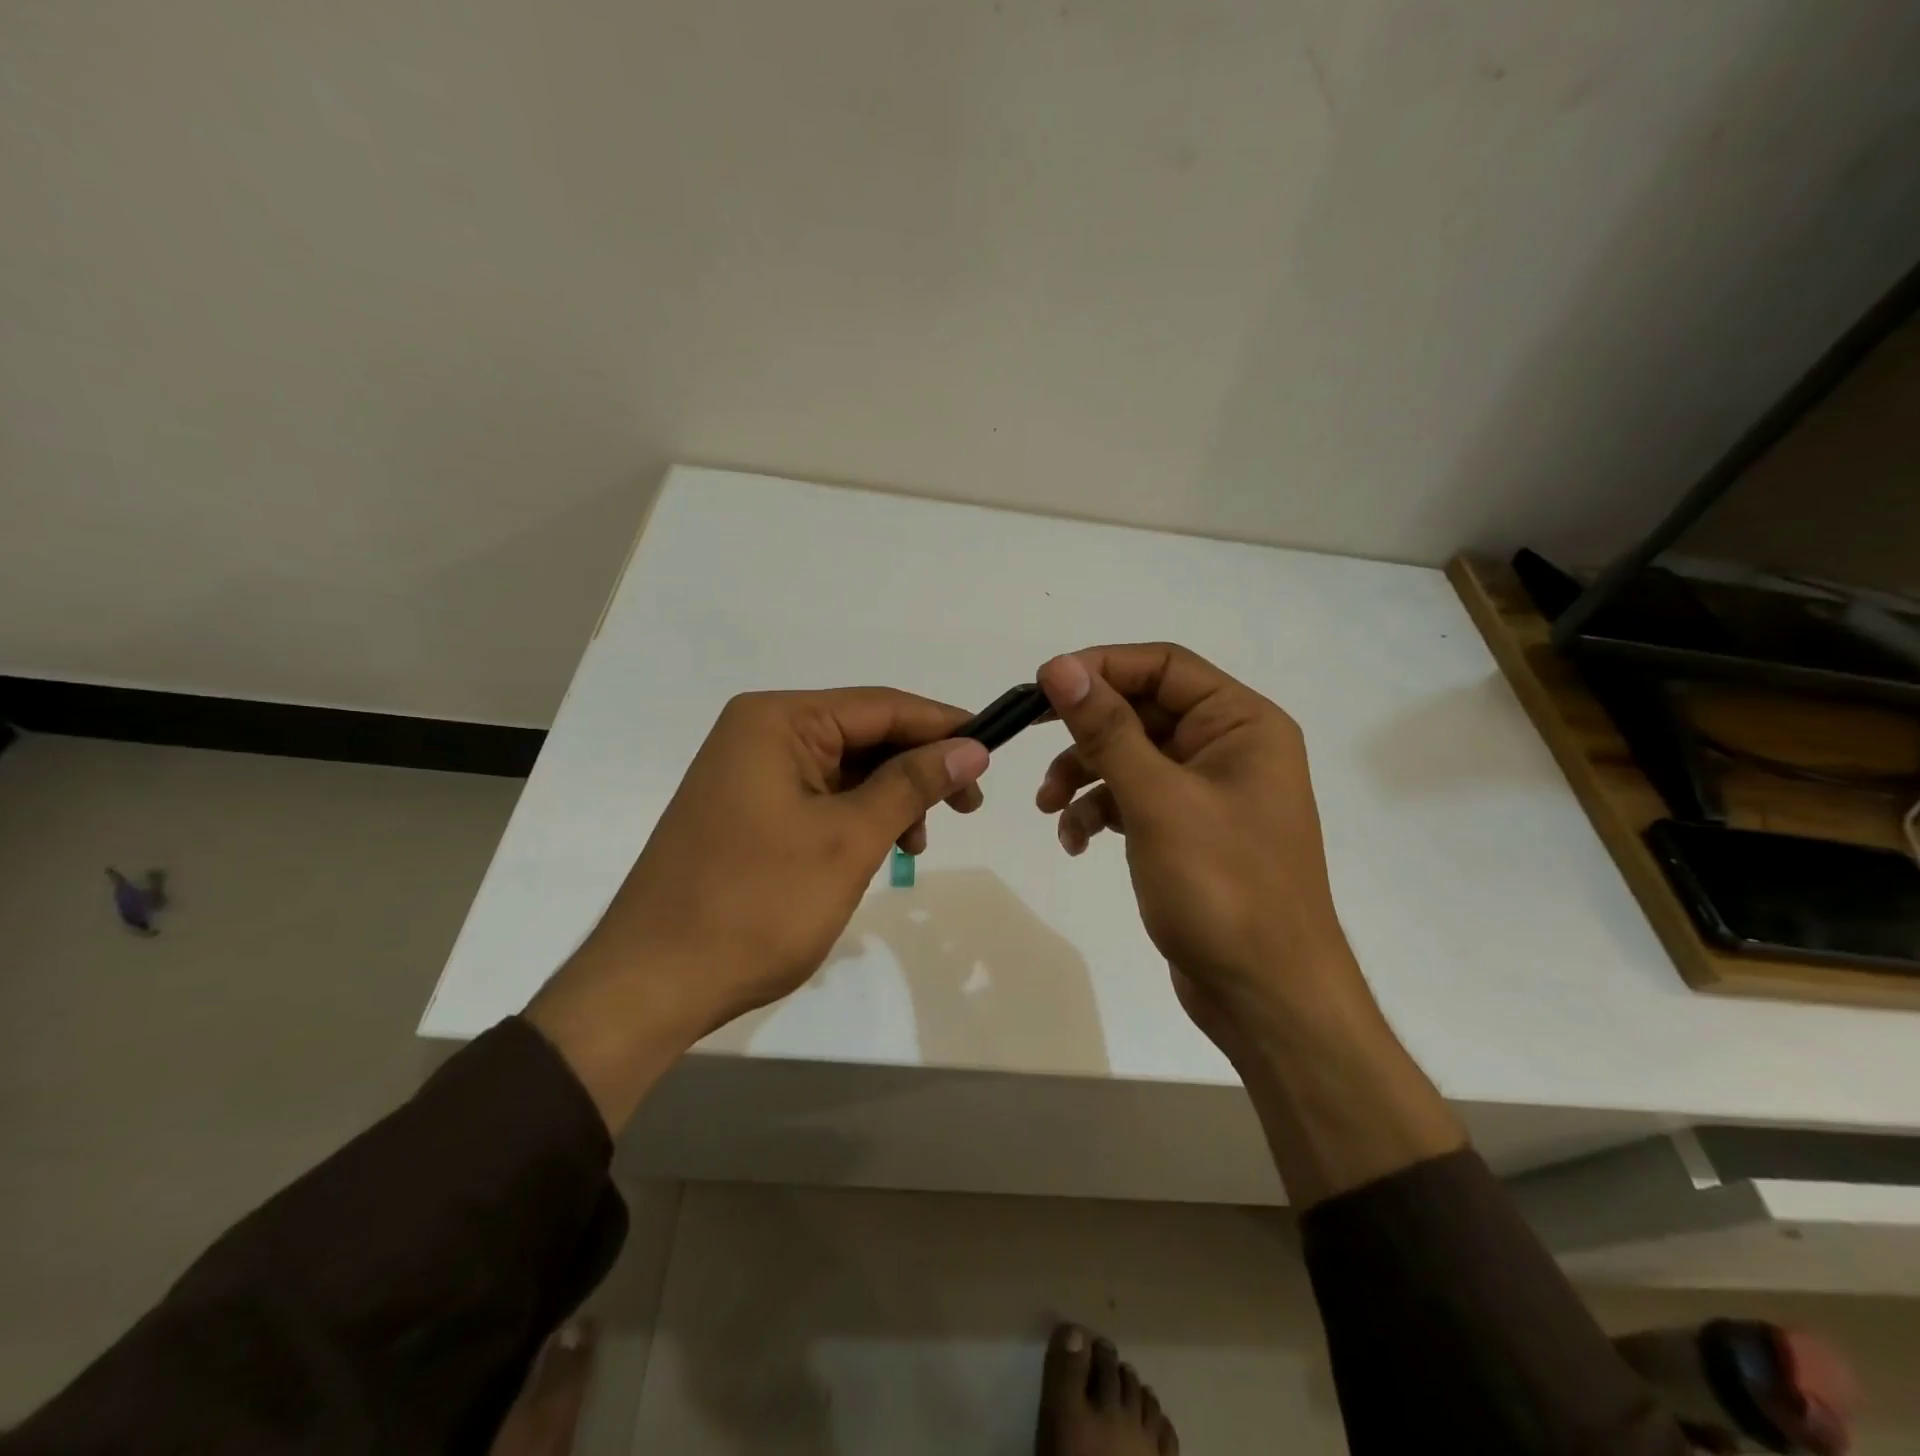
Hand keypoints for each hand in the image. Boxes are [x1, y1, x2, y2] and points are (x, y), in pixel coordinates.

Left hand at [530, 688, 988, 1127]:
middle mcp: (759, 733)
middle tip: (968, 807)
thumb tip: (971, 747)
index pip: (881, 706)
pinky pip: (819, 798)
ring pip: (845, 769)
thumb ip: (912, 784)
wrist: (654, 983)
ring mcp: (748, 773)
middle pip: (863, 735)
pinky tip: (882, 851)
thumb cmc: (756, 904)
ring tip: (918, 845)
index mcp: (777, 720)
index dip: (943, 726)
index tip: (995, 749)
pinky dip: (858, 818)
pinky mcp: (747, 811)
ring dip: (891, 798)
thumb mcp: (848, 839)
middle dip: (918, 769)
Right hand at [1034, 644, 1363, 1052]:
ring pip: (1131, 757)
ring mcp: (1208, 792)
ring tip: (1050, 808)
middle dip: (1086, 733)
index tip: (1043, 686)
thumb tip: (1060, 666)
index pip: (1164, 666)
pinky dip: (1100, 812)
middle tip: (1031, 741)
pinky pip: (1134, 800)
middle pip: (1142, 711)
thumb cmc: (1222, 887)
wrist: (1265, 995)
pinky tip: (1076, 843)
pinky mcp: (1187, 831)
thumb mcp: (1157, 800)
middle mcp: (1229, 747)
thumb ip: (1106, 729)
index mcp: (1241, 723)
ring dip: (1084, 776)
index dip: (1101, 667)